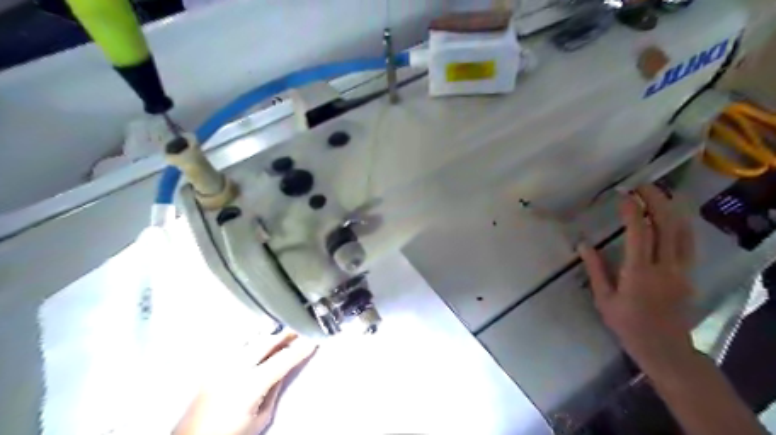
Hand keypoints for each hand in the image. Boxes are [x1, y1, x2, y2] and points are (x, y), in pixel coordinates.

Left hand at [173, 334, 316, 433]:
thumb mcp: (261, 418)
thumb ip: (274, 390)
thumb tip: (283, 370)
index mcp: (250, 384)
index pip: (283, 360)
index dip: (300, 349)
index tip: (314, 340)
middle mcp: (235, 368)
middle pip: (267, 342)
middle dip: (286, 334)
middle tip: (301, 331)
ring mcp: (222, 364)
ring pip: (251, 338)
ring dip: (269, 334)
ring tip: (282, 332)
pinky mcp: (213, 365)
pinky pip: (237, 344)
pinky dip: (252, 339)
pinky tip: (259, 339)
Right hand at [575, 185, 696, 371]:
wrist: (664, 347)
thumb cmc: (627, 324)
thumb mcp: (603, 299)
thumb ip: (595, 269)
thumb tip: (582, 244)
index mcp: (639, 273)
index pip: (640, 233)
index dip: (632, 211)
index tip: (622, 195)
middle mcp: (665, 267)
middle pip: (667, 225)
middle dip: (656, 200)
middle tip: (642, 185)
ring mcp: (681, 270)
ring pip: (683, 231)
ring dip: (671, 208)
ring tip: (657, 193)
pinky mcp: (689, 274)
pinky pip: (688, 242)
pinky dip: (680, 223)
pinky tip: (671, 215)